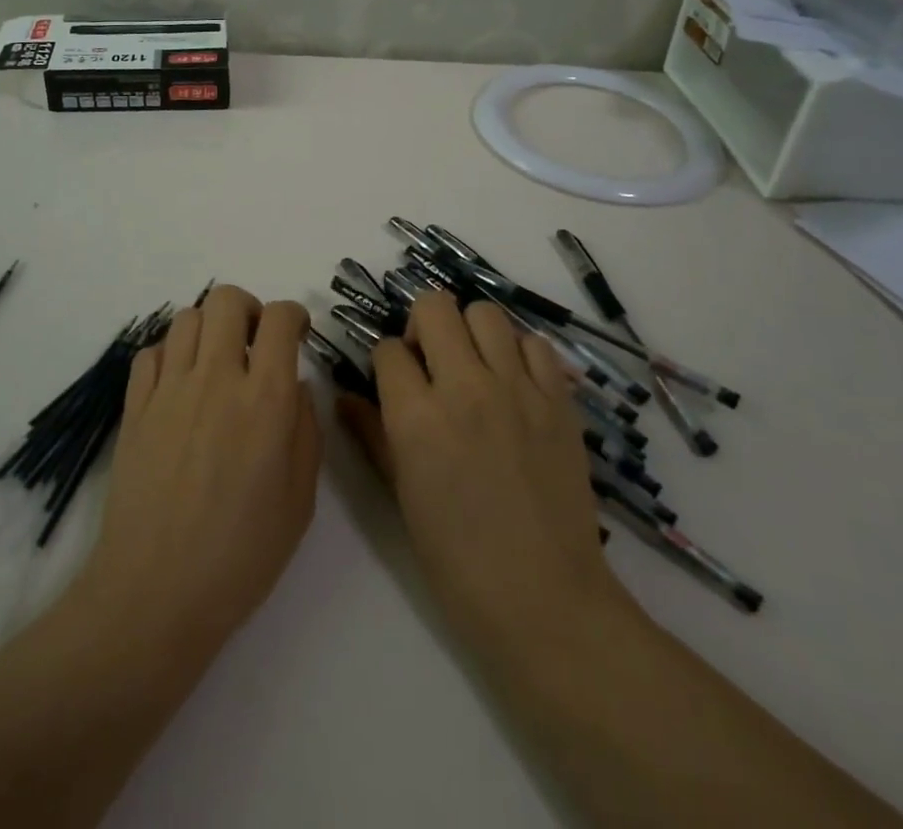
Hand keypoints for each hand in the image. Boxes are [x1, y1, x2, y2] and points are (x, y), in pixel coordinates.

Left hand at [71, 286, 319, 657]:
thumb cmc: (240, 555)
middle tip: (254, 343)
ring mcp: (168, 389)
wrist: (155, 592)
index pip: (279, 318)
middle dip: (249, 309)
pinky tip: (179, 386)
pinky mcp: (134, 406)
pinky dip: (170, 355)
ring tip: (215, 363)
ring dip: (209, 329)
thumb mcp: (300, 500)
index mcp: (263, 399)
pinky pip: (151, 352)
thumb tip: (296, 386)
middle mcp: (215, 378)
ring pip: (187, 317)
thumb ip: (306, 430)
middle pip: (226, 299)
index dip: (294, 315)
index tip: (296, 334)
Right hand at [338, 291, 625, 644]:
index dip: (386, 362)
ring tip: (474, 365)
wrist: (542, 596)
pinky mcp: (558, 399)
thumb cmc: (456, 556)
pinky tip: (513, 382)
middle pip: (434, 307)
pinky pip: (534, 343)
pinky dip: (518, 352)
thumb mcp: (400, 492)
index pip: (388, 348)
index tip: (395, 382)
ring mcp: (517, 389)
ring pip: (485, 313)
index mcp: (417, 417)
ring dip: (470, 331)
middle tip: (431, 361)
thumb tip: (344, 396)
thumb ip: (371, 433)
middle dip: (421, 326)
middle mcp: (465, 387)